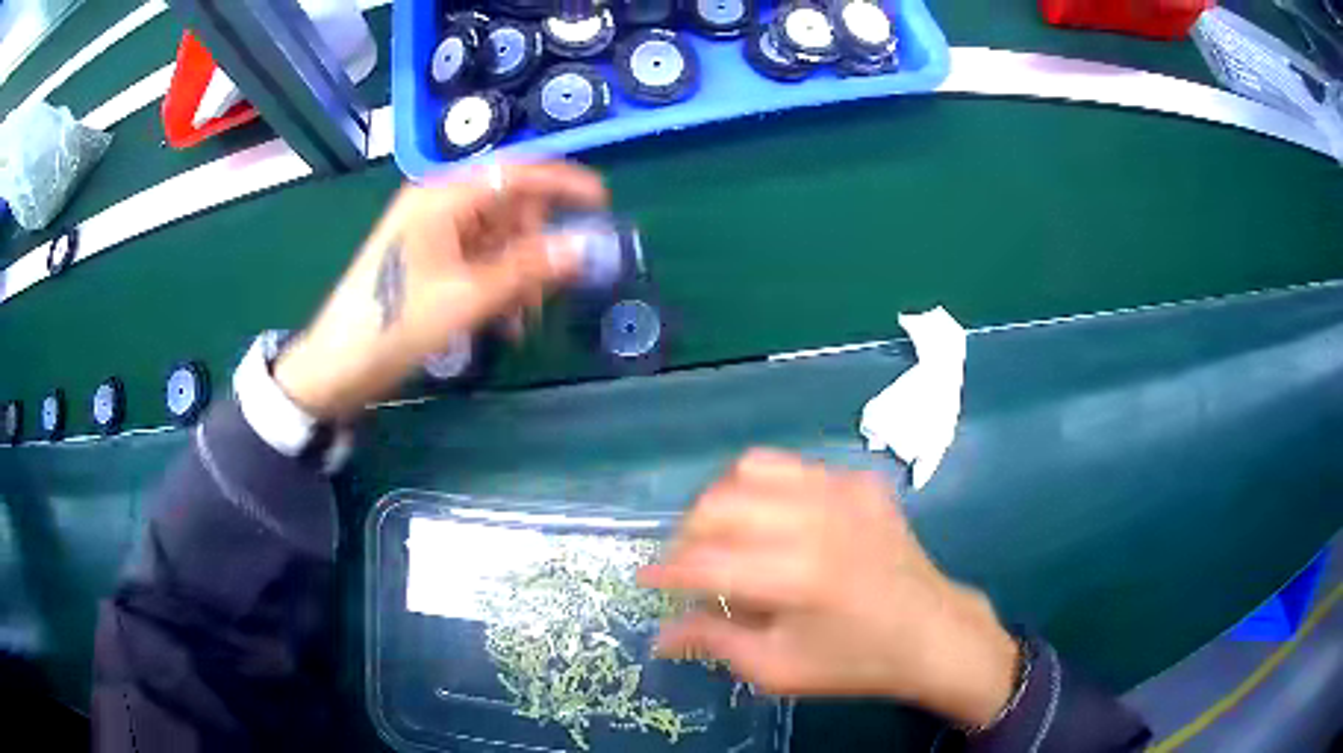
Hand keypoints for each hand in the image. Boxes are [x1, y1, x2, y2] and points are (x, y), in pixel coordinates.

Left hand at [273, 161, 607, 419]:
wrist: (337, 366)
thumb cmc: (394, 325)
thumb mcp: (466, 298)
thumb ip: (528, 268)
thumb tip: (585, 247)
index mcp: (442, 197)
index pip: (516, 173)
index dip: (562, 183)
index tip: (602, 202)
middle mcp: (438, 202)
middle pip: (509, 205)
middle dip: (536, 243)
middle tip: (550, 288)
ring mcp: (431, 230)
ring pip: (497, 236)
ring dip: (518, 271)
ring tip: (521, 318)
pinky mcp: (427, 256)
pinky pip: (478, 256)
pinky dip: (497, 281)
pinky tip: (502, 318)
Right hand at [638, 450, 1018, 727]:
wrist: (932, 633)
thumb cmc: (854, 662)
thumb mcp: (776, 669)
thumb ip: (712, 641)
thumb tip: (660, 632)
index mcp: (794, 575)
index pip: (703, 561)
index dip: (664, 571)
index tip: (646, 581)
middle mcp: (816, 518)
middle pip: (718, 502)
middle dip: (686, 534)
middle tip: (688, 565)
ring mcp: (843, 490)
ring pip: (752, 467)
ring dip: (722, 500)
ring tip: (723, 534)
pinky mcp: (861, 481)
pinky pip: (796, 468)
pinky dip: (769, 490)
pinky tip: (777, 523)